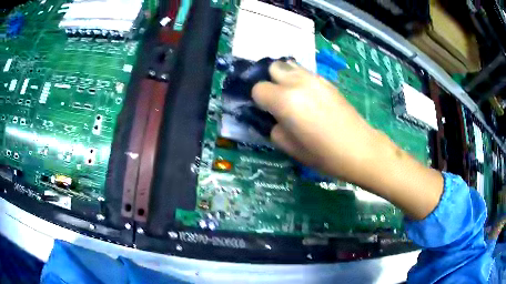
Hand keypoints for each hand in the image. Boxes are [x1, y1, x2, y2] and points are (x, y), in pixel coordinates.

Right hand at [252, 60, 442, 219]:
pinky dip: (300, 80)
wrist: (361, 148)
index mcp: (286, 100)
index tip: (268, 112)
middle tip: (278, 100)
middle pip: (273, 67)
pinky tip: (310, 98)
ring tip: (293, 97)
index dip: (259, 101)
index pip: (258, 88)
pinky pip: (306, 73)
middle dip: (271, 82)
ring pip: (290, 65)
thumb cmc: (325, 154)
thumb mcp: (291, 149)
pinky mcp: (328, 81)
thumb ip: (274, 129)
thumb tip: (273, 118)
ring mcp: (315, 79)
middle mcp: (298, 82)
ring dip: (285, 78)